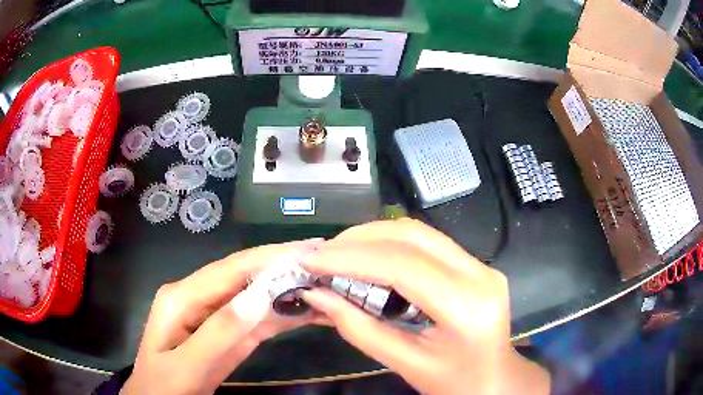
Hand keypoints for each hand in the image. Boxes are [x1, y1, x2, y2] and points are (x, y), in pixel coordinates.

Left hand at [121, 242, 316, 394]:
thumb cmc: (164, 386)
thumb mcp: (187, 366)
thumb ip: (218, 334)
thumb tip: (259, 296)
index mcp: (182, 296)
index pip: (231, 269)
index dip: (269, 257)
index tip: (307, 250)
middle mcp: (199, 298)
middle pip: (245, 277)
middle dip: (283, 268)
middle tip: (325, 261)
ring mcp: (214, 316)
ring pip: (255, 297)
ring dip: (288, 291)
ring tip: (324, 283)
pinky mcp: (227, 334)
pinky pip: (257, 320)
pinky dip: (283, 314)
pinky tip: (306, 311)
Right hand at [301, 219, 549, 394]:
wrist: (495, 380)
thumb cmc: (454, 383)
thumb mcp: (406, 364)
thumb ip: (359, 329)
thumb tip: (317, 295)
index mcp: (467, 307)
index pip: (403, 266)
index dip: (351, 257)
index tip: (311, 259)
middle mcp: (480, 275)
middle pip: (413, 236)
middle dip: (360, 239)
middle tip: (321, 252)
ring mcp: (482, 265)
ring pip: (420, 232)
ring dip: (374, 237)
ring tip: (338, 253)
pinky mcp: (476, 265)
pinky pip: (428, 243)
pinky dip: (391, 245)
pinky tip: (369, 257)